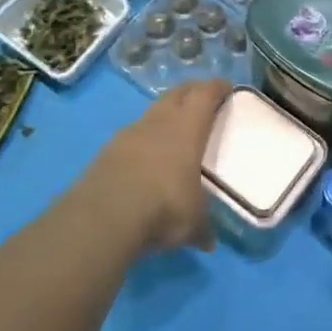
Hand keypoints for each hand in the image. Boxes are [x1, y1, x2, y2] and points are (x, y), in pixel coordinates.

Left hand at [72, 79, 229, 254]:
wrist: (105, 215)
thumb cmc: (163, 206)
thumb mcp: (192, 222)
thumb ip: (202, 227)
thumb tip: (208, 243)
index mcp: (187, 128)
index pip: (204, 94)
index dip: (216, 88)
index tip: (226, 87)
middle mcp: (159, 121)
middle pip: (177, 93)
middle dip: (191, 91)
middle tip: (202, 98)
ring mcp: (129, 133)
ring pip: (152, 111)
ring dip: (164, 112)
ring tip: (173, 126)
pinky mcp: (106, 150)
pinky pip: (131, 134)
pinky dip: (143, 137)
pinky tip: (145, 154)